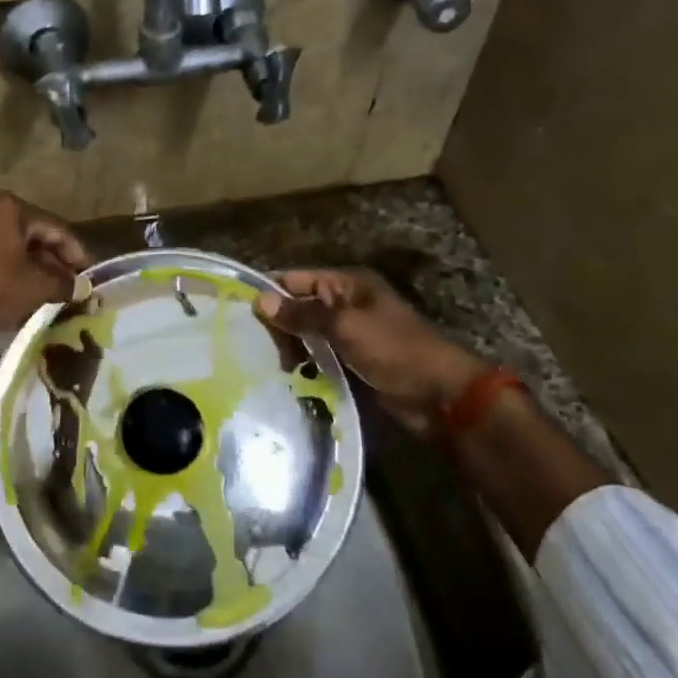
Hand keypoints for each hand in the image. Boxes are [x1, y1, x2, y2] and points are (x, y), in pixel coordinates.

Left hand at [0, 192, 91, 335]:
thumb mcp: (34, 286)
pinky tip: (20, 290)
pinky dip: (10, 269)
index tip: (90, 277)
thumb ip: (63, 284)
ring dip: (32, 267)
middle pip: (33, 235)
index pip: (56, 228)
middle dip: (54, 261)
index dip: (77, 254)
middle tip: (70, 285)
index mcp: (12, 207)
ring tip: (48, 291)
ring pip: (12, 246)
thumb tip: (82, 289)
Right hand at [254, 268, 488, 435]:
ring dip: (289, 348)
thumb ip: (302, 315)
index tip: (237, 310)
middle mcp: (345, 305)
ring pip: (306, 335)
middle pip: (298, 307)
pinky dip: (304, 365)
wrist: (440, 397)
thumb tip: (260, 301)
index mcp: (347, 285)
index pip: (296, 280)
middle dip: (278, 325)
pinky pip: (318, 358)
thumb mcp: (345, 327)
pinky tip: (287, 377)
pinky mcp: (351, 363)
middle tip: (254, 347)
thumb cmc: (395, 351)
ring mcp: (349, 335)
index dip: (270, 292)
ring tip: (270, 366)